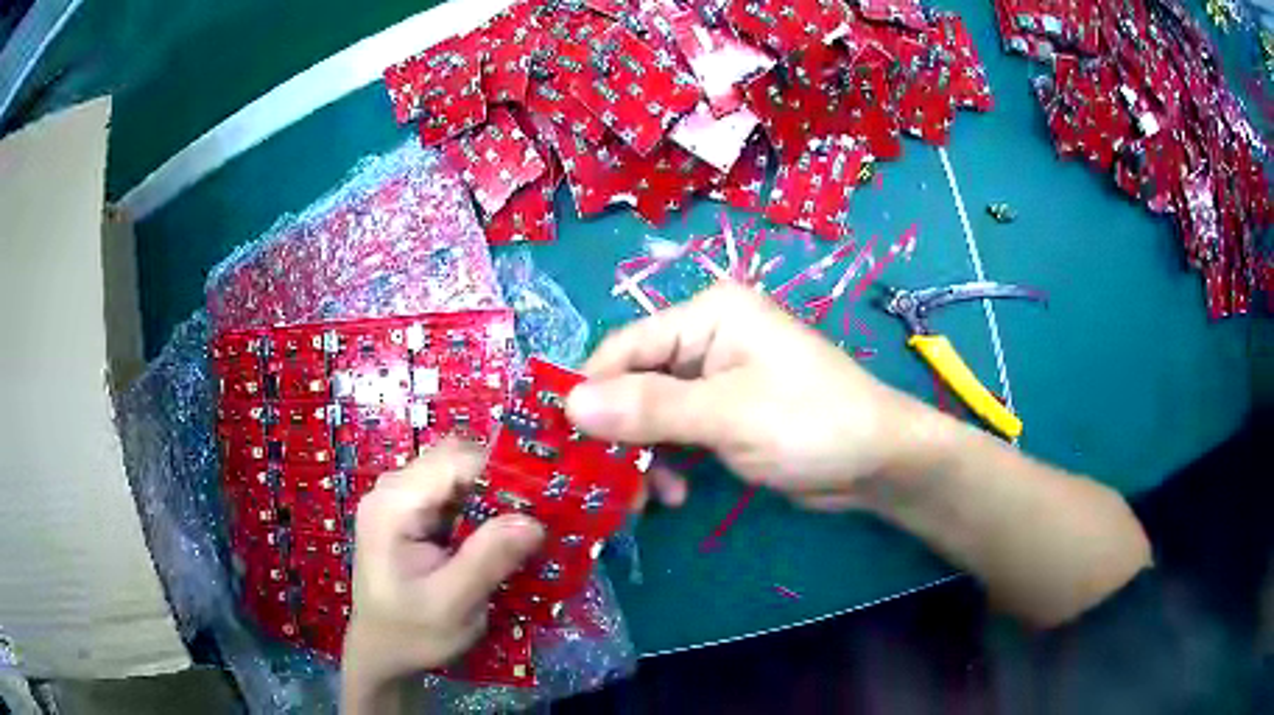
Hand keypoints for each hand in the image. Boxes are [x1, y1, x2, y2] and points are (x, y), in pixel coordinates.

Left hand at [341, 441, 543, 709]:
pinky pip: (451, 494)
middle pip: (454, 460)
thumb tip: (534, 521)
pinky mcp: (409, 514)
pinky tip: (497, 533)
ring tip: (524, 523)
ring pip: (455, 474)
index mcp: (394, 506)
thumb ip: (488, 559)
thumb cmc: (412, 632)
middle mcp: (392, 491)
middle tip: (537, 512)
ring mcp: (399, 500)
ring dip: (491, 494)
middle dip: (498, 480)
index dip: (500, 470)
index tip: (542, 496)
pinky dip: (479, 507)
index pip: (453, 461)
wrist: (382, 652)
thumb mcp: (453, 604)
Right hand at [565, 281, 937, 511]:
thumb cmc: (811, 423)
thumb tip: (568, 405)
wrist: (877, 463)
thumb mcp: (728, 415)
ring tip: (644, 499)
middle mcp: (708, 339)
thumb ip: (649, 409)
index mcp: (709, 315)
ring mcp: (717, 380)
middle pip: (635, 383)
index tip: (561, 441)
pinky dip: (669, 465)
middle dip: (618, 435)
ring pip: (652, 416)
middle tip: (604, 484)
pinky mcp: (726, 417)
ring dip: (643, 457)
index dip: (590, 391)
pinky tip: (674, 495)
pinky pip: (677, 436)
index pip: (626, 346)